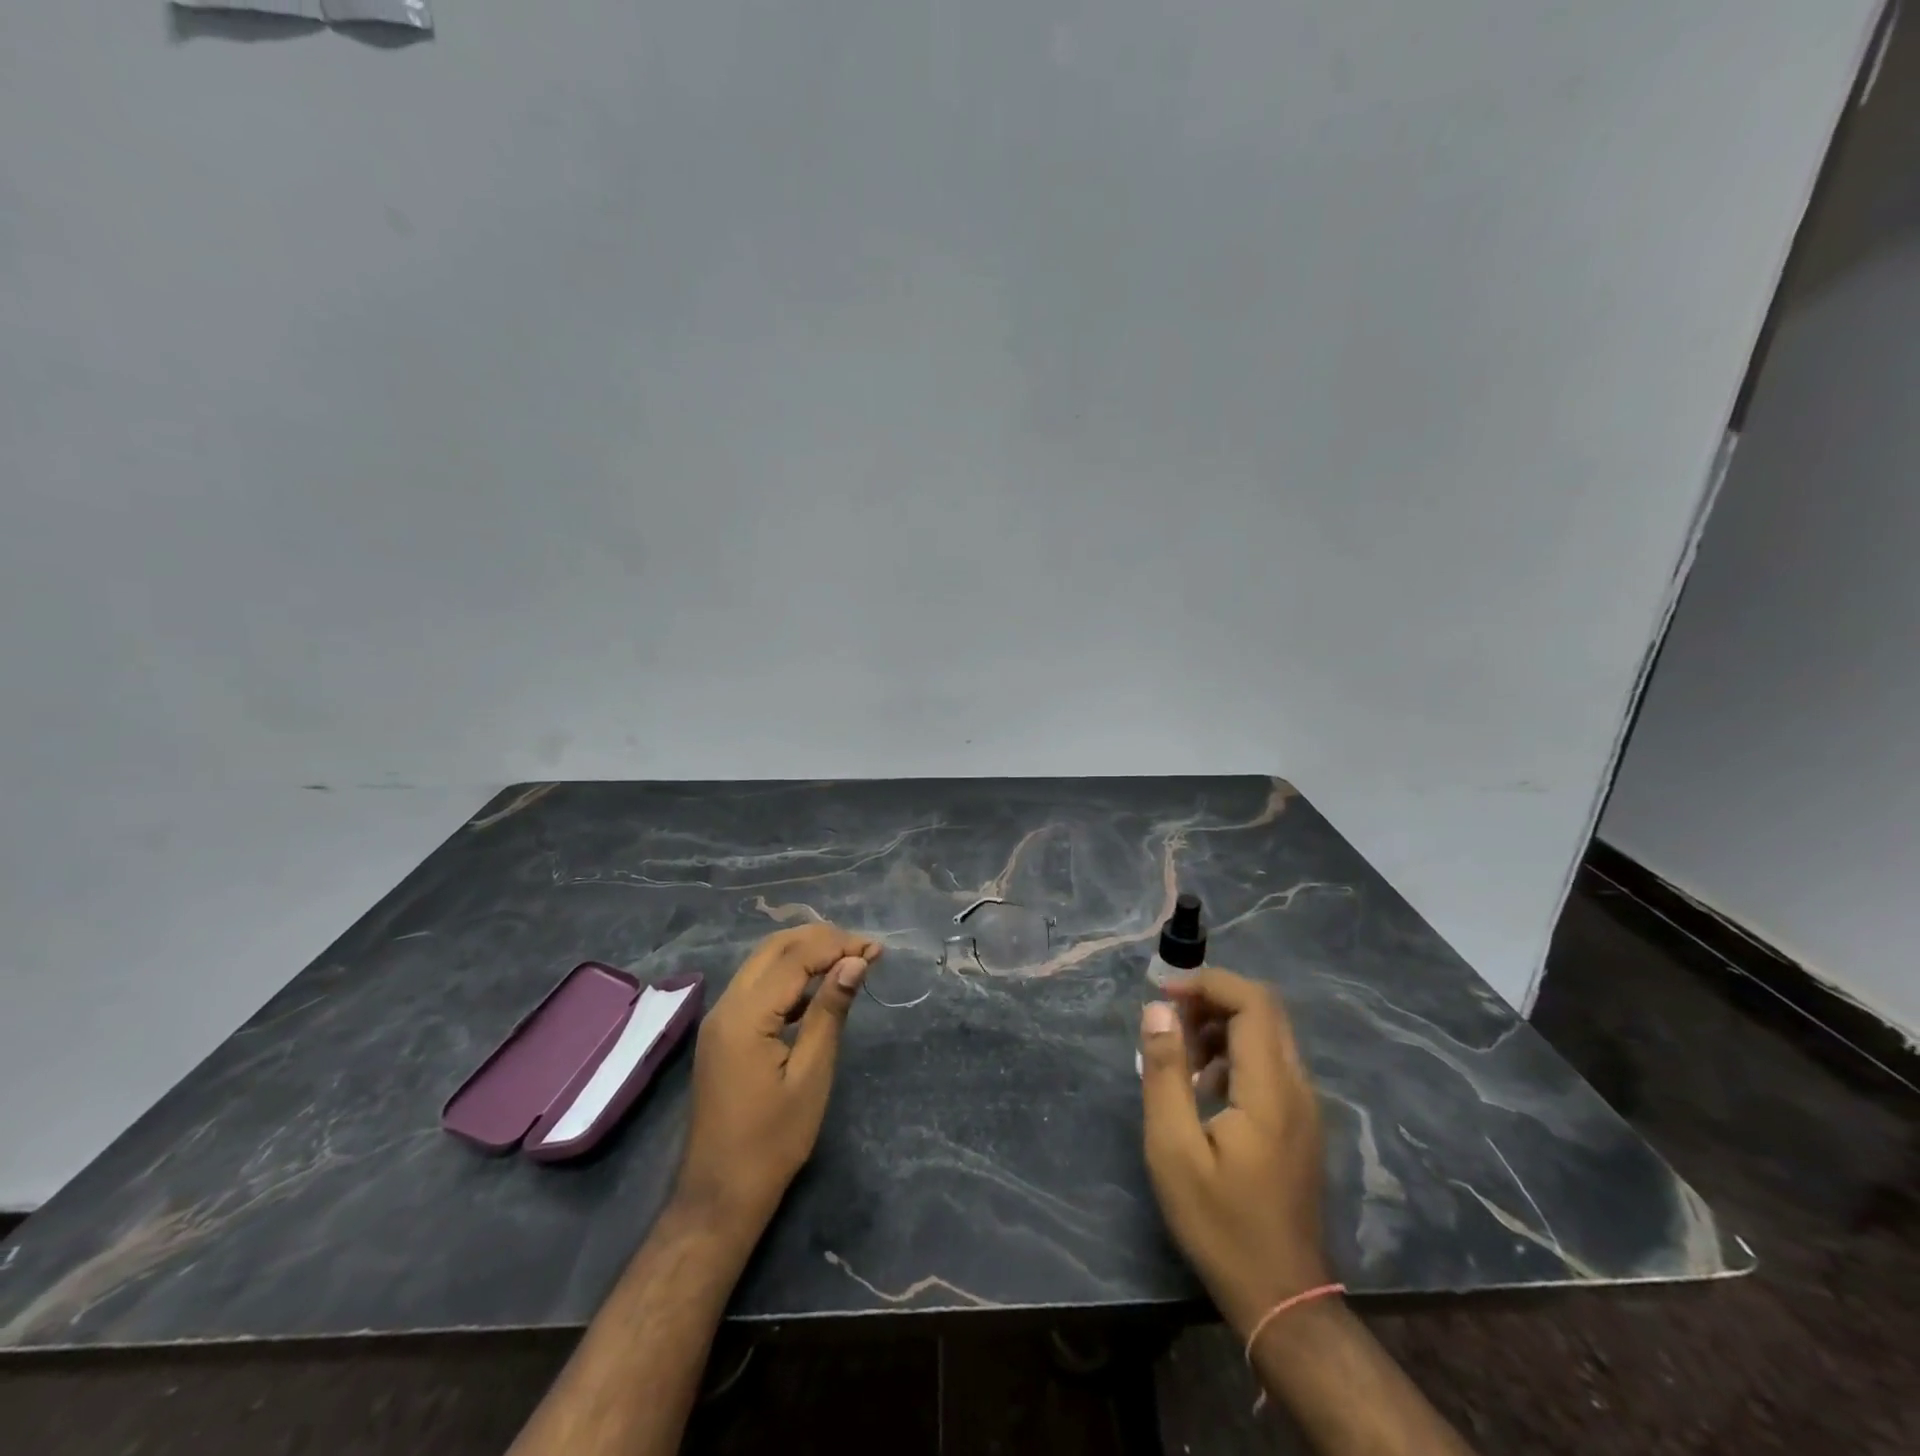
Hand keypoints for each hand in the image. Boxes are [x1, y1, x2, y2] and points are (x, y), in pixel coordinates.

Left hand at [675, 924, 881, 1231]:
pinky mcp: (723, 1032)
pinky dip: (790, 975)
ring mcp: (720, 1019)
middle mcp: (726, 1006)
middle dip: (821, 939)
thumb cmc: (773, 1140)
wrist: (721, 1193)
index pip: (796, 957)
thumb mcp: (811, 1074)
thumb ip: (830, 1012)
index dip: (838, 946)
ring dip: (805, 952)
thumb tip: (855, 962)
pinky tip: (819, 988)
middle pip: (775, 948)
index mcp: (746, 1015)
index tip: (877, 950)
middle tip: (864, 949)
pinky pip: (757, 985)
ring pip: (764, 962)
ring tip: (849, 959)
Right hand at [1139, 968, 1331, 1335]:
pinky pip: (1270, 1061)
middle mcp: (1298, 1087)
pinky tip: (1203, 1085)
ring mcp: (1305, 1105)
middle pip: (1265, 1010)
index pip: (1253, 1003)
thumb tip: (1157, 1010)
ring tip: (1178, 1053)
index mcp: (1271, 1090)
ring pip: (1269, 1034)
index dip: (1208, 983)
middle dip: (1213, 998)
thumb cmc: (1220, 1225)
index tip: (1164, 994)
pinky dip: (1234, 1052)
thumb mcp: (1173, 1150)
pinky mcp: (1300, 1121)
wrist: (1282, 1297)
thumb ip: (1165, 1074)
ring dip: (1222, 1025)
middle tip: (1168, 1017)